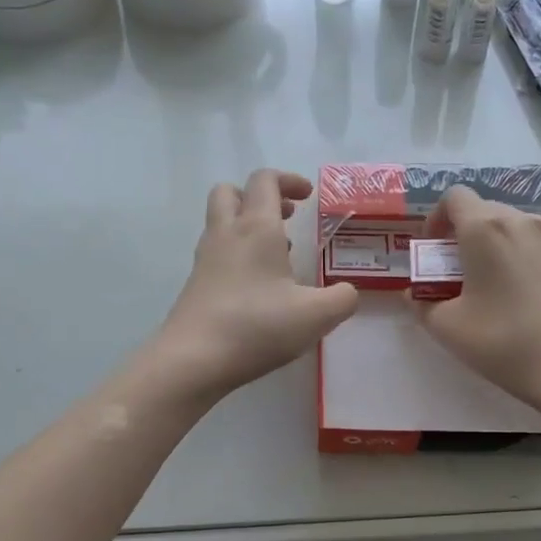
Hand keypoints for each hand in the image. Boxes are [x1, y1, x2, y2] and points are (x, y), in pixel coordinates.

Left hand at [153, 170, 358, 401]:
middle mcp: (226, 234)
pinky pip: (217, 254)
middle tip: (286, 217)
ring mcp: (205, 260)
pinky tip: (258, 288)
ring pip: (221, 223)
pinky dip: (237, 256)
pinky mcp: (195, 285)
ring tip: (278, 256)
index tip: (308, 196)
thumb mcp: (316, 316)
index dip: (288, 180)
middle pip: (230, 192)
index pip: (265, 180)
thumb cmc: (257, 327)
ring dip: (247, 226)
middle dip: (259, 196)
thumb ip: (342, 299)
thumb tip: (347, 292)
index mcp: (257, 228)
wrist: (193, 359)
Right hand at [414, 185, 540, 416]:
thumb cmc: (504, 342)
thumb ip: (422, 304)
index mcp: (485, 228)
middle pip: (484, 210)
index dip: (435, 219)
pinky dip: (518, 259)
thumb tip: (415, 294)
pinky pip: (535, 246)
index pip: (454, 197)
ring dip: (491, 247)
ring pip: (512, 228)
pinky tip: (519, 299)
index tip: (432, 252)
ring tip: (487, 287)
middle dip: (462, 235)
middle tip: (453, 274)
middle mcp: (521, 222)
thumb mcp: (447, 328)